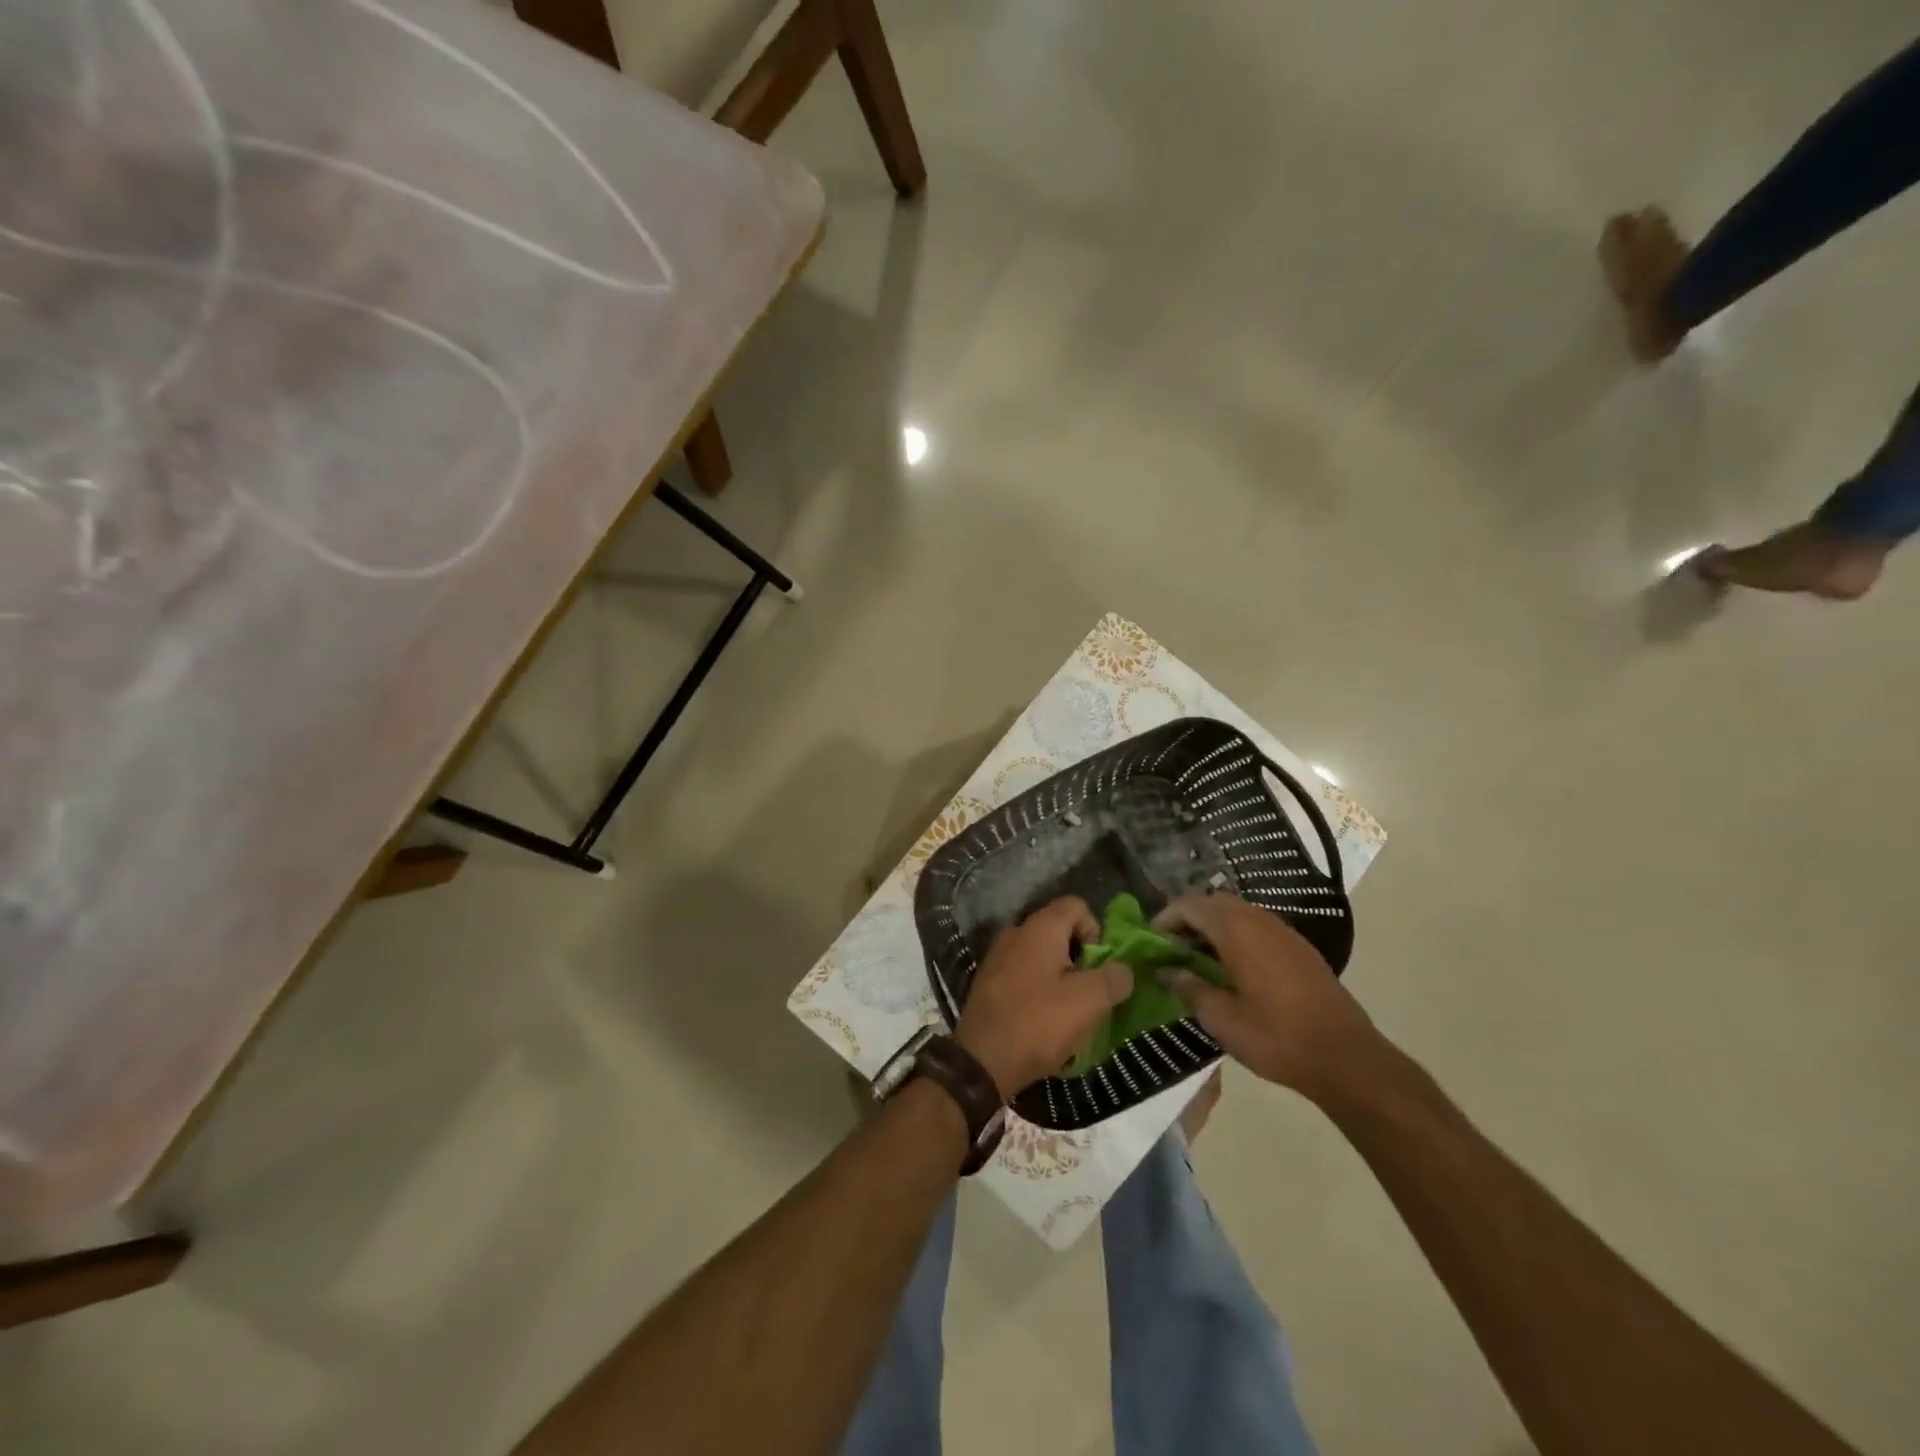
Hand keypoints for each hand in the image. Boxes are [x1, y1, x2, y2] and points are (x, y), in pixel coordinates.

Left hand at [955, 897, 1131, 1098]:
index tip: (1099, 965)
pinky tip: (1043, 1020)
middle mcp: (1016, 933)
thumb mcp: (1089, 1001)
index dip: (1096, 930)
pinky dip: (1038, 989)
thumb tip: (1123, 970)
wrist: (981, 1060)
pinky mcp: (988, 982)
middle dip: (1080, 957)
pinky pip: (1023, 974)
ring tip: (1069, 1010)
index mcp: (1040, 928)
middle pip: (1059, 930)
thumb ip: (1114, 978)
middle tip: (1088, 991)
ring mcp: (997, 957)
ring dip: (1060, 976)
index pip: (1076, 905)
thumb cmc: (1039, 1023)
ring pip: (1041, 954)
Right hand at [1153, 892, 1387, 1102]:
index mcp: (1236, 931)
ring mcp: (1283, 931)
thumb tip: (1166, 971)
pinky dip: (1235, 935)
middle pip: (1213, 902)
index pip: (1189, 905)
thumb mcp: (1221, 1019)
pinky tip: (1231, 967)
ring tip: (1196, 958)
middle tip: (1171, 948)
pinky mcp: (1299, 948)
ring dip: (1212, 926)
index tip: (1150, 942)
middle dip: (1187, 919)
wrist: (1347, 1058)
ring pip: (1237, 912)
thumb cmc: (1276, 1037)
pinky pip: (1257, 926)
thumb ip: (1189, 988)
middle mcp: (1259, 920)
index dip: (1165, 919)